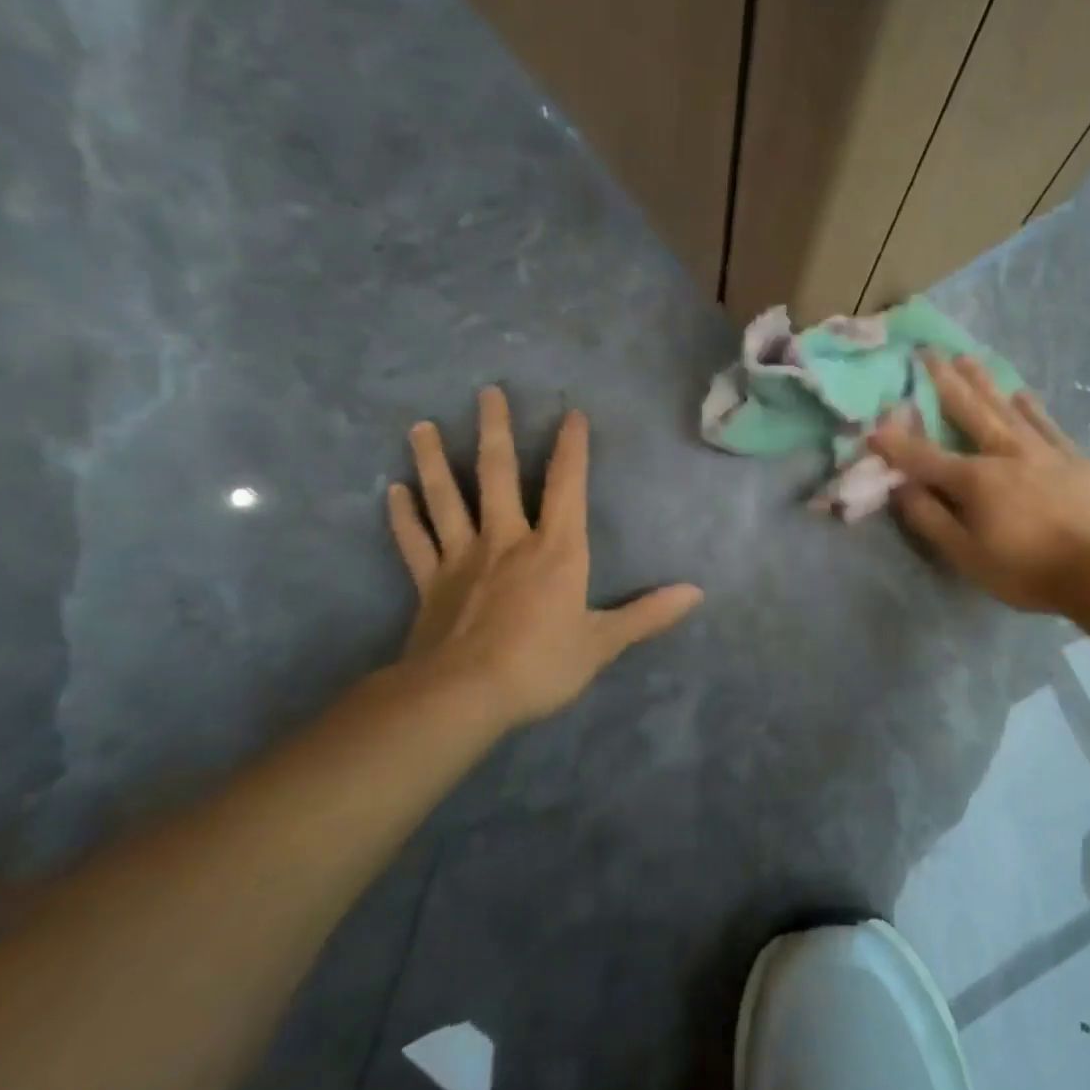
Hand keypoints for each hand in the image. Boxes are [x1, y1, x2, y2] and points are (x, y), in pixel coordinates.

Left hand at [386, 388, 703, 727]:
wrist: (461, 697)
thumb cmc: (540, 664)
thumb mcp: (603, 642)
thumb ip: (648, 614)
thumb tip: (697, 593)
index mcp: (555, 549)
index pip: (567, 486)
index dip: (572, 448)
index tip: (572, 413)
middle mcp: (507, 540)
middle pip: (498, 475)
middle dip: (495, 431)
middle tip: (486, 392)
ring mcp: (463, 558)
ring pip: (447, 499)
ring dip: (434, 461)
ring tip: (420, 426)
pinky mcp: (429, 583)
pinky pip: (414, 542)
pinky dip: (403, 516)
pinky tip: (392, 491)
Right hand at [869, 354, 1089, 612]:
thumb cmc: (1028, 570)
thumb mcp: (967, 556)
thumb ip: (930, 519)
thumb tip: (901, 488)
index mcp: (975, 479)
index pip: (924, 456)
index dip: (895, 443)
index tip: (873, 425)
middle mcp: (1004, 452)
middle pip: (968, 410)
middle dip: (944, 381)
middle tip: (927, 351)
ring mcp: (1041, 450)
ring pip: (1005, 407)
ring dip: (983, 381)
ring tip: (966, 357)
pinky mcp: (1072, 457)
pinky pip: (1045, 423)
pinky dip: (1030, 406)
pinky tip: (1021, 393)